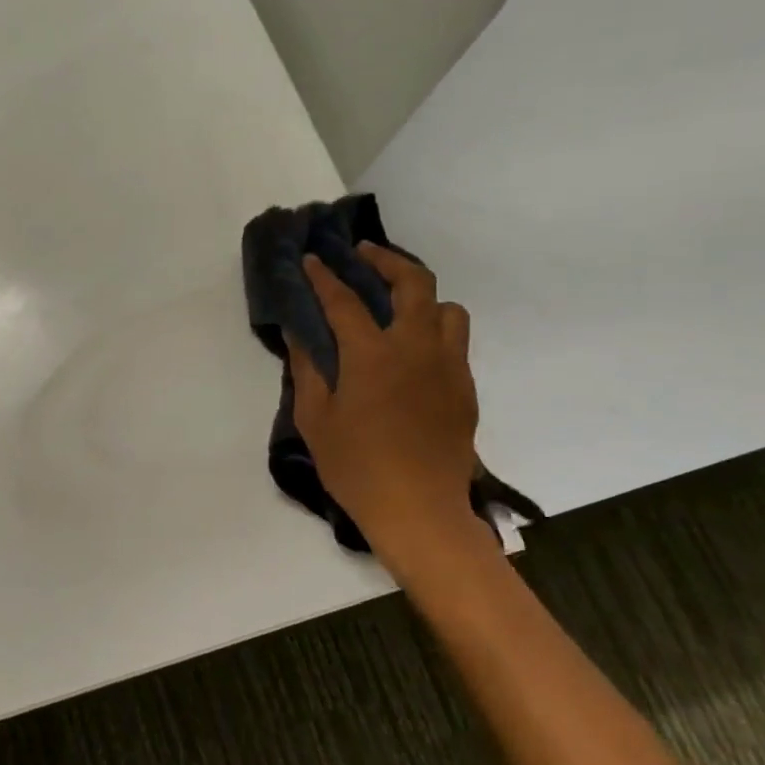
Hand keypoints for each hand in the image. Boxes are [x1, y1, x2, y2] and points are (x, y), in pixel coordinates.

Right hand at [288, 245, 477, 554]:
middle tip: (363, 254)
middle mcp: (417, 349)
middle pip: (413, 283)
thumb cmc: (356, 467)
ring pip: (447, 308)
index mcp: (373, 355)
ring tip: (396, 303)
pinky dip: (433, 329)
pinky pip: (454, 342)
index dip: (324, 276)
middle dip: (386, 260)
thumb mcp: (316, 419)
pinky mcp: (465, 388)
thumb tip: (300, 334)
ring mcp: (448, 367)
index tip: (312, 258)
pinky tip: (411, 348)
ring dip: (421, 295)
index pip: (345, 300)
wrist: (420, 510)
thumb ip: (307, 370)